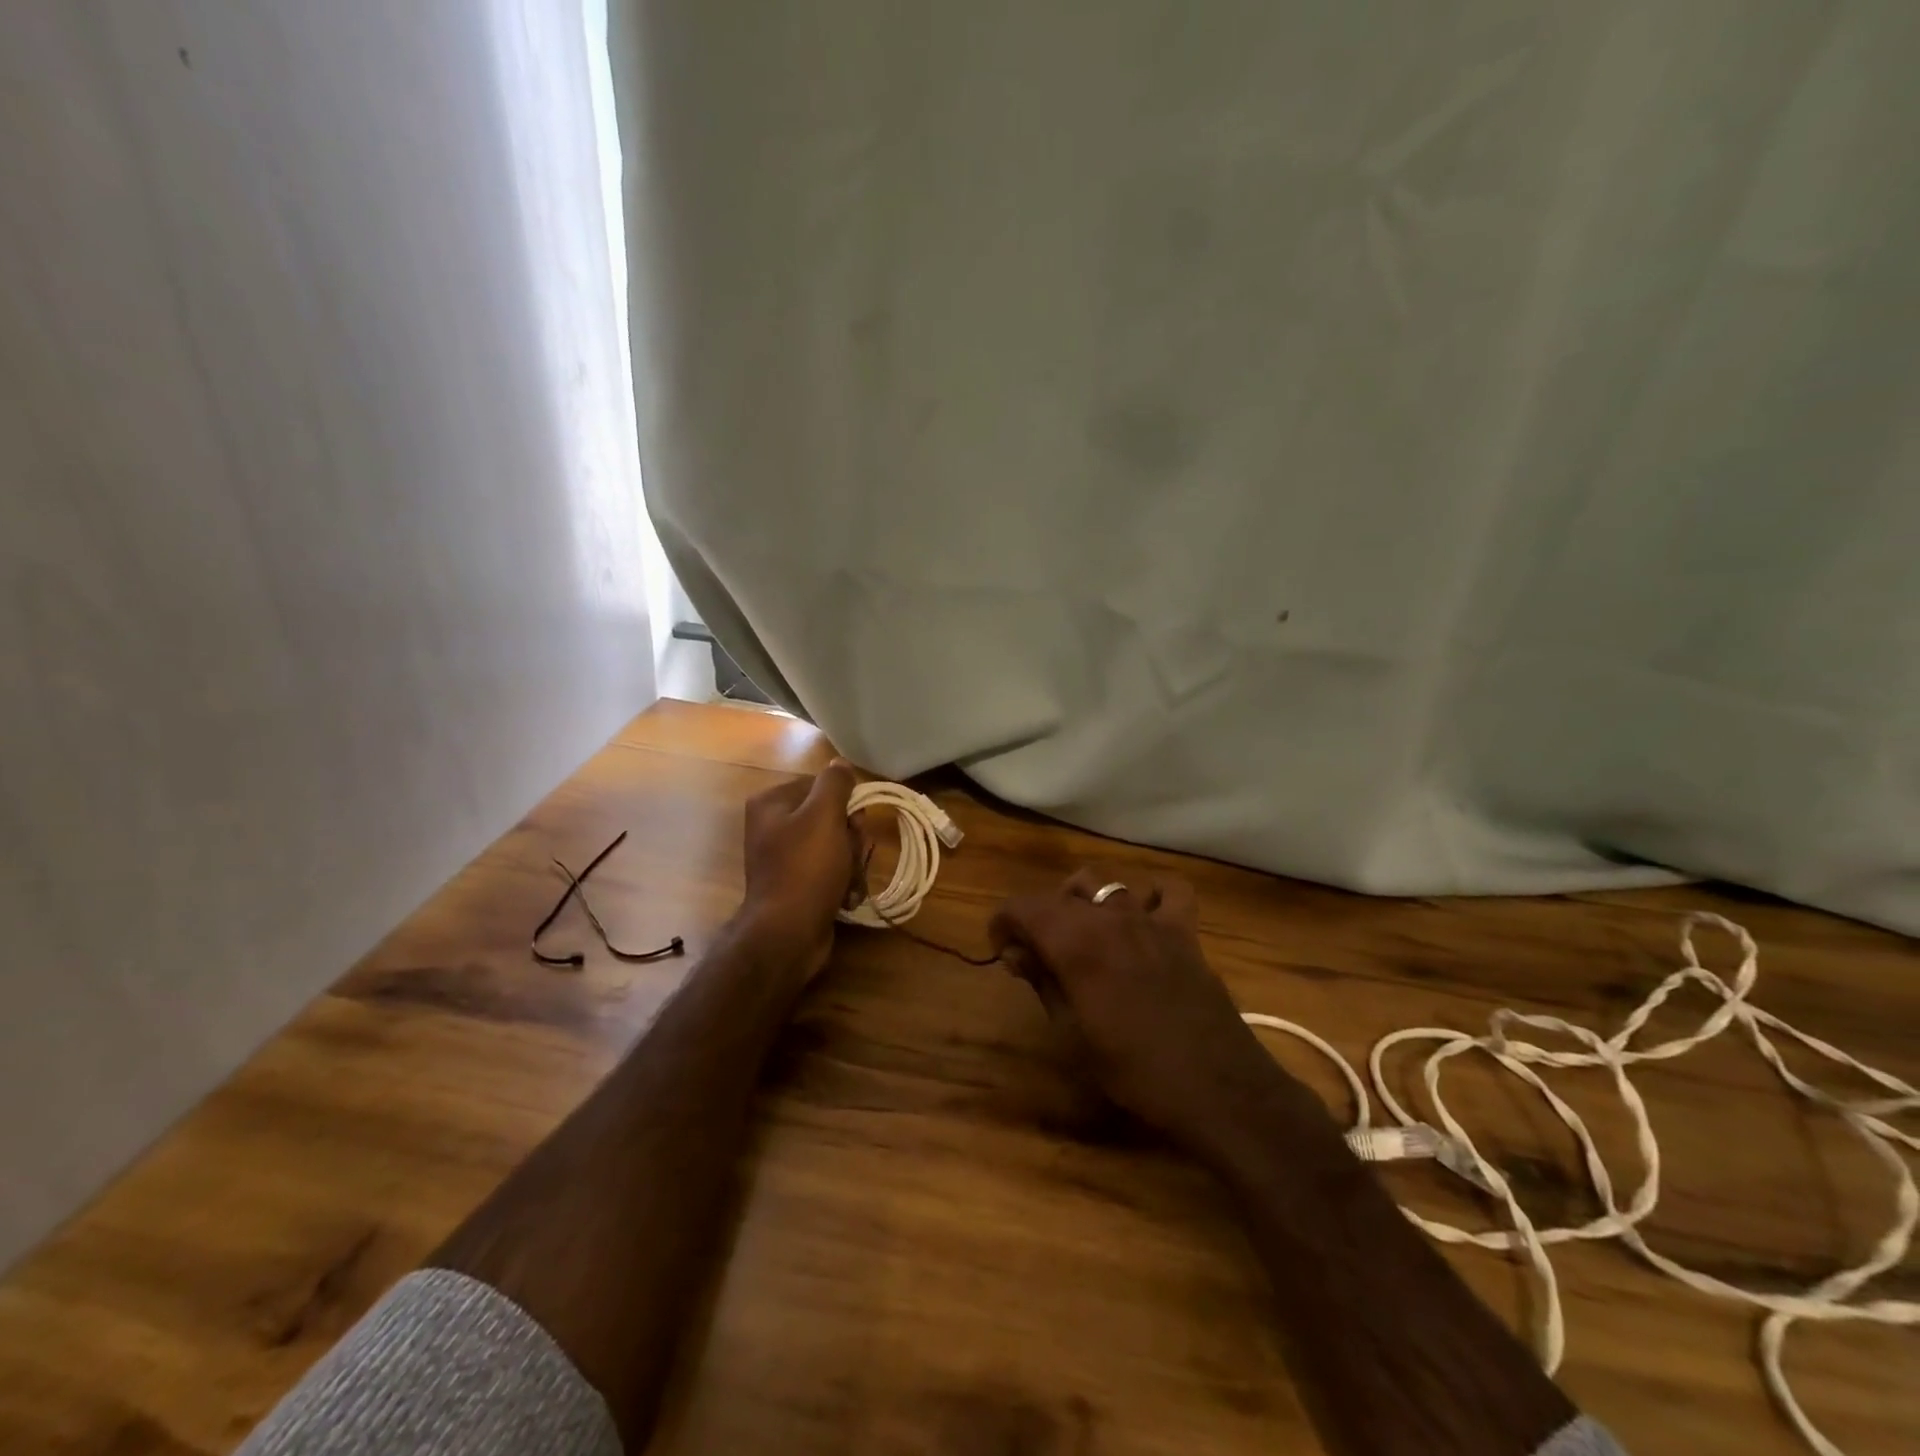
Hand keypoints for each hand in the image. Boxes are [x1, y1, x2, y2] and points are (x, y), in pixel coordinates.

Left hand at [741, 760, 860, 979]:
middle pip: (829, 816)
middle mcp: (773, 826)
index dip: (845, 802)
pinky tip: (847, 895)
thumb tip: (840, 764)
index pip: (820, 785)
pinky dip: (842, 881)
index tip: (855, 822)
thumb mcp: (824, 815)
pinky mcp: (797, 885)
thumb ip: (835, 783)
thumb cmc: (806, 868)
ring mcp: (784, 858)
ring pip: (835, 845)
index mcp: (771, 803)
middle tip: (853, 853)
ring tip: (850, 880)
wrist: (788, 933)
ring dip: (852, 861)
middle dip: (850, 836)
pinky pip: (829, 871)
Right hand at [990, 869, 1295, 1159]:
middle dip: (1041, 916)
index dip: (1004, 923)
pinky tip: (1143, 919)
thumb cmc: (1134, 1071)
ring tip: (1085, 935)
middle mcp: (1110, 918)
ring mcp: (1151, 920)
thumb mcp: (1071, 1034)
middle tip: (1039, 954)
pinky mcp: (1184, 931)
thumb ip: (1043, 982)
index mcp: (1076, 943)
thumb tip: (1018, 952)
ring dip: (1086, 902)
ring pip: (1106, 884)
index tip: (1002, 951)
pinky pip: (1168, 891)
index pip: (1024, 907)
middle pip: (1062, 894)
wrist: (1216, 1088)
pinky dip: (1151, 896)